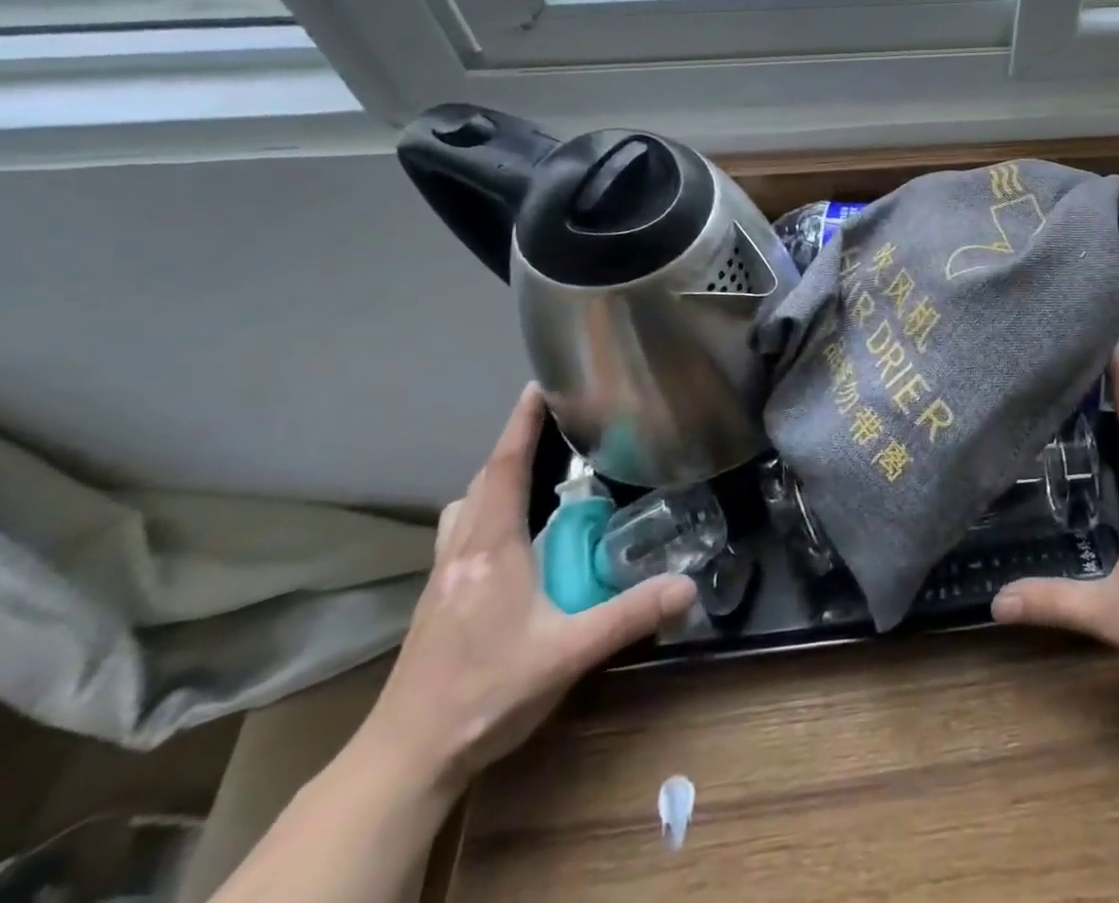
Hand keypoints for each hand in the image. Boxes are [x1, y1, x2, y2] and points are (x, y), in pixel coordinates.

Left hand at [357, 383, 697, 792]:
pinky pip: (462, 531)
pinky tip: (510, 537)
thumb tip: (689, 585)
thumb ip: (629, 615)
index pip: (504, 469)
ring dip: (496, 478)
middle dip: (515, 444)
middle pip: (484, 480)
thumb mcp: (568, 654)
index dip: (522, 424)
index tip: (540, 384)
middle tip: (555, 424)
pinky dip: (484, 510)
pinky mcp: (436, 599)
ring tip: (534, 474)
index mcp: (491, 550)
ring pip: (467, 506)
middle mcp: (462, 552)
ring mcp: (442, 576)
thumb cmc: (486, 696)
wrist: (405, 759)